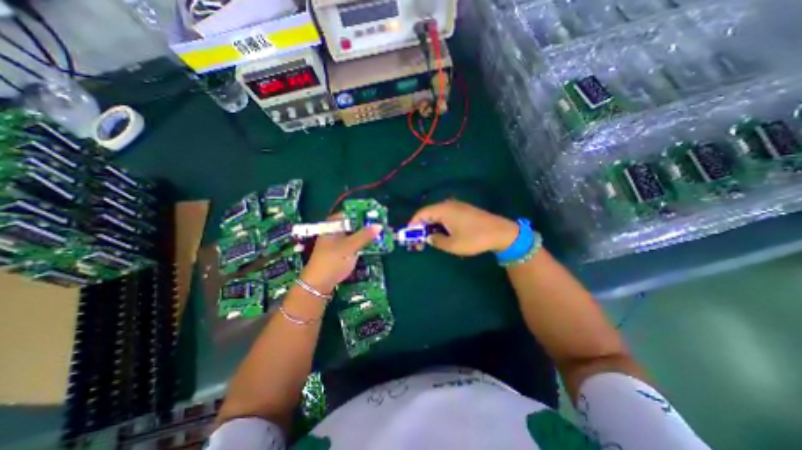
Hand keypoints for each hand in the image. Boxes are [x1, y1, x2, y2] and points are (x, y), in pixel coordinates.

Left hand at [299, 214, 379, 294]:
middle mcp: (336, 230)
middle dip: (367, 224)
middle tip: (382, 224)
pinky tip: (374, 243)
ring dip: (367, 234)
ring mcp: (339, 241)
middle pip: (354, 223)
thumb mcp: (349, 247)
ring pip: (356, 233)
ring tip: (382, 232)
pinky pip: (356, 243)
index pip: (350, 213)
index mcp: (333, 225)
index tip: (377, 214)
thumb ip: (364, 235)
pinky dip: (364, 242)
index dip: (363, 212)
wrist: (319, 285)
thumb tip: (379, 225)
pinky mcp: (343, 251)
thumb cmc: (331, 261)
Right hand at [409, 200, 516, 256]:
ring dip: (431, 226)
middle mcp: (449, 205)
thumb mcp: (452, 244)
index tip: (409, 235)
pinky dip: (441, 224)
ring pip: (438, 215)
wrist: (501, 233)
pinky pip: (447, 215)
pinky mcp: (464, 210)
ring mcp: (458, 206)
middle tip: (419, 240)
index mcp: (443, 210)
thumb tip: (429, 237)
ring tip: (430, 239)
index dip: (413, 224)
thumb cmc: (474, 238)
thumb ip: (436, 241)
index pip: (421, 213)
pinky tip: (443, 234)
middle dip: (422, 226)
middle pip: (429, 213)